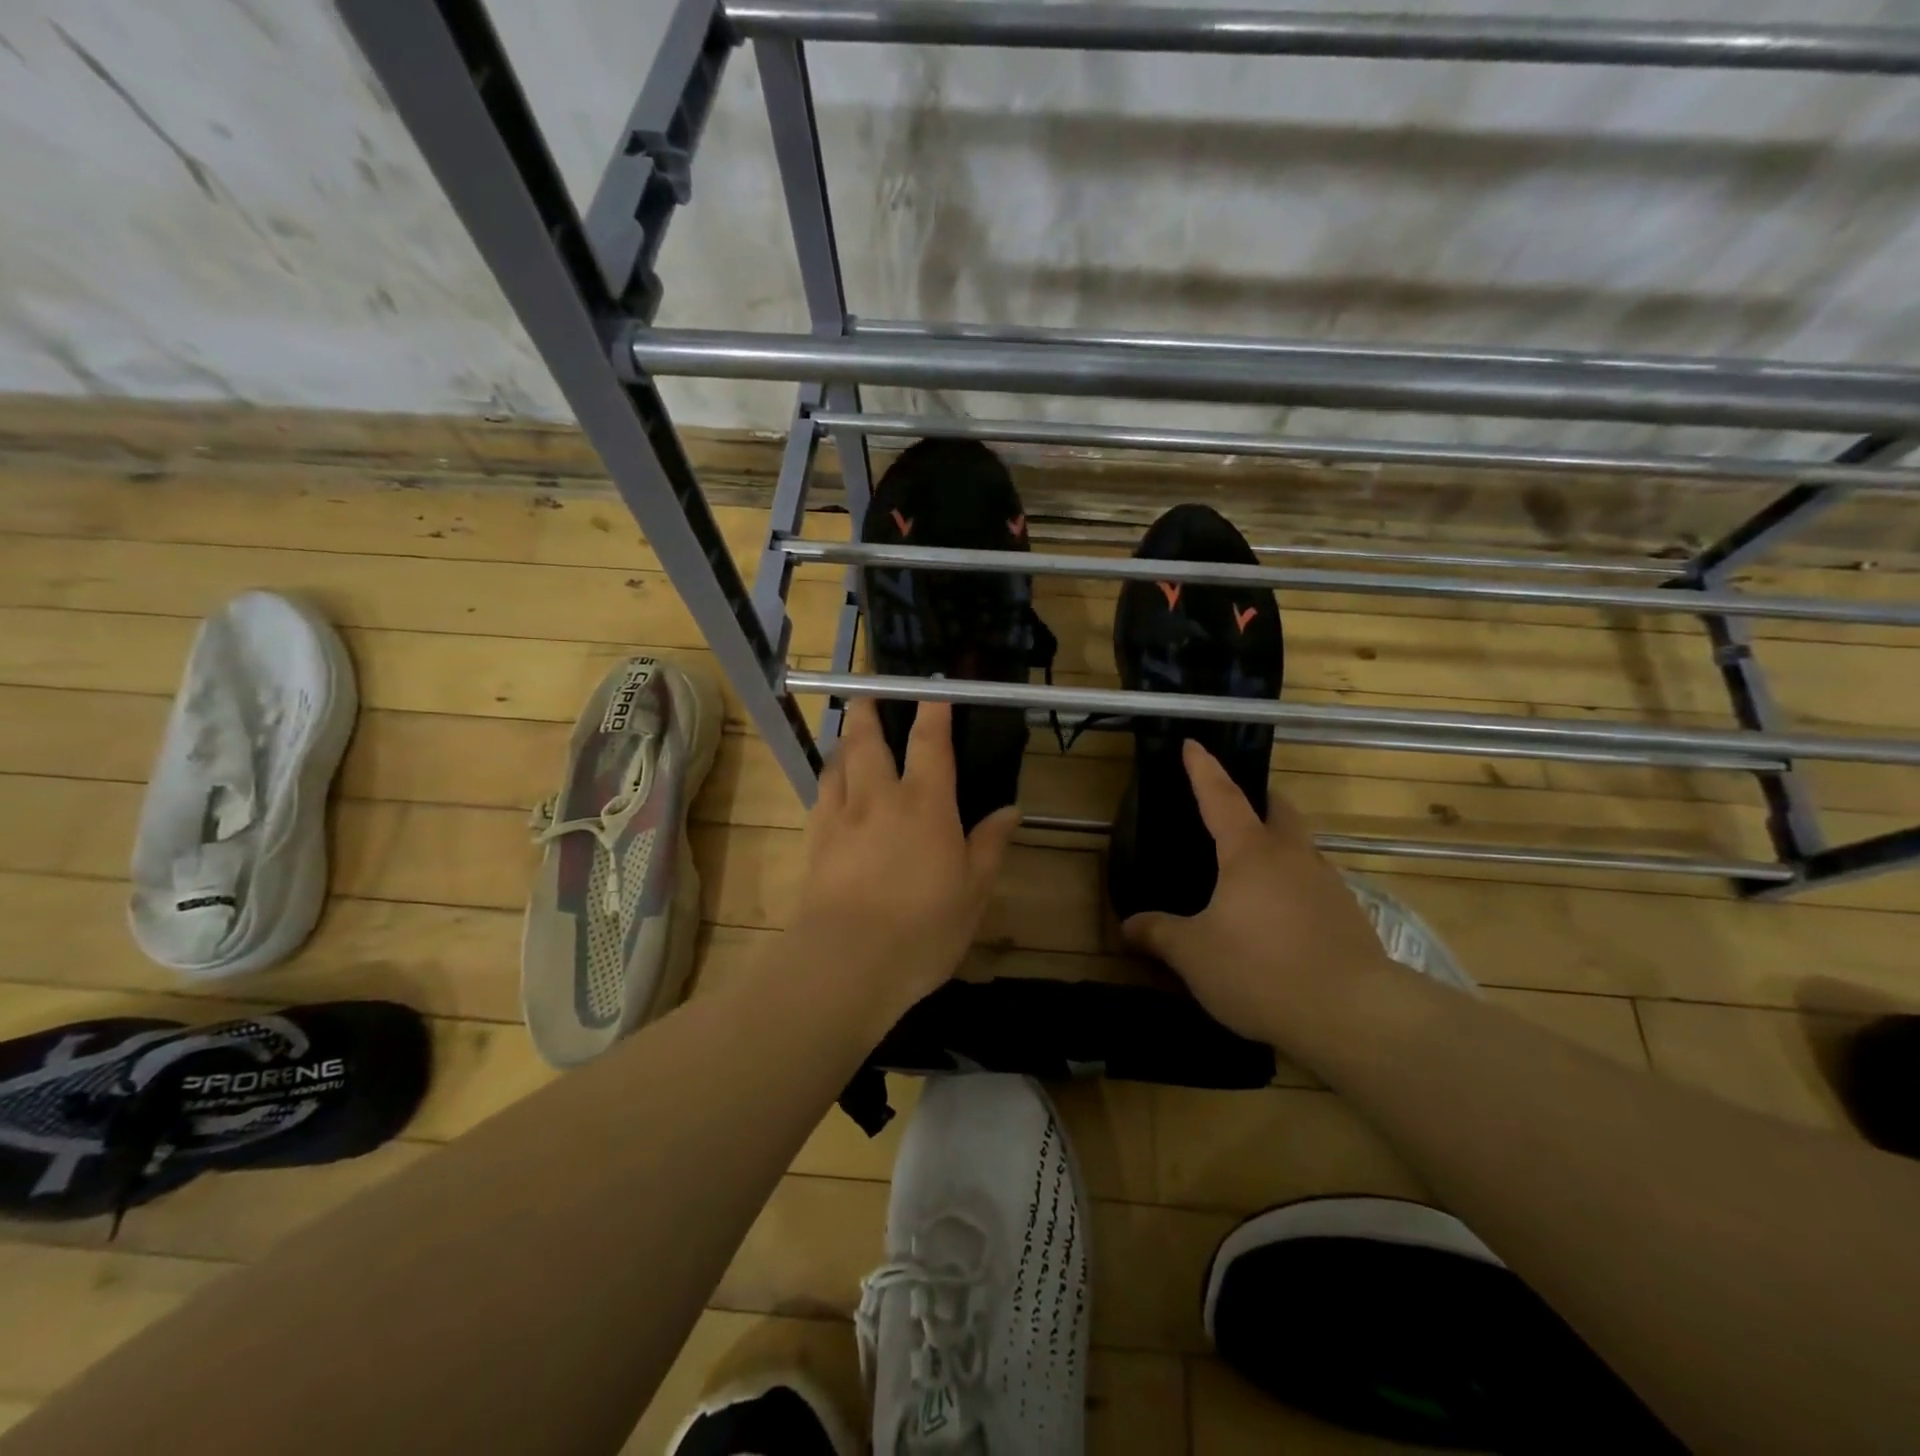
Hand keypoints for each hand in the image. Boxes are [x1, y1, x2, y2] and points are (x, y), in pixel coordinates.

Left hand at [789, 696, 1019, 1026]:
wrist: (847, 961)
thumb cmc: (923, 927)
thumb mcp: (973, 891)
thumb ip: (990, 845)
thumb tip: (1010, 811)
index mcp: (925, 804)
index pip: (929, 742)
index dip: (932, 710)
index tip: (932, 688)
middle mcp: (879, 798)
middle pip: (867, 740)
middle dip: (868, 712)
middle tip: (869, 694)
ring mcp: (841, 818)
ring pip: (838, 763)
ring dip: (844, 742)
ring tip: (849, 736)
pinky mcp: (815, 842)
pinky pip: (821, 796)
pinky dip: (829, 780)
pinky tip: (833, 787)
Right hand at [1122, 741, 1396, 1044]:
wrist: (1353, 1015)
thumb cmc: (1260, 970)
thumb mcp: (1194, 955)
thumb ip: (1159, 934)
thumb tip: (1128, 925)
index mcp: (1250, 853)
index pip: (1222, 796)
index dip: (1203, 769)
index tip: (1193, 743)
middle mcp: (1292, 857)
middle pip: (1278, 810)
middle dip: (1257, 799)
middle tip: (1234, 807)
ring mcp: (1328, 885)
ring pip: (1300, 848)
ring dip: (1278, 845)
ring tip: (1251, 872)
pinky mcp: (1349, 917)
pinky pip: (1314, 884)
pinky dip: (1293, 885)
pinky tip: (1279, 918)